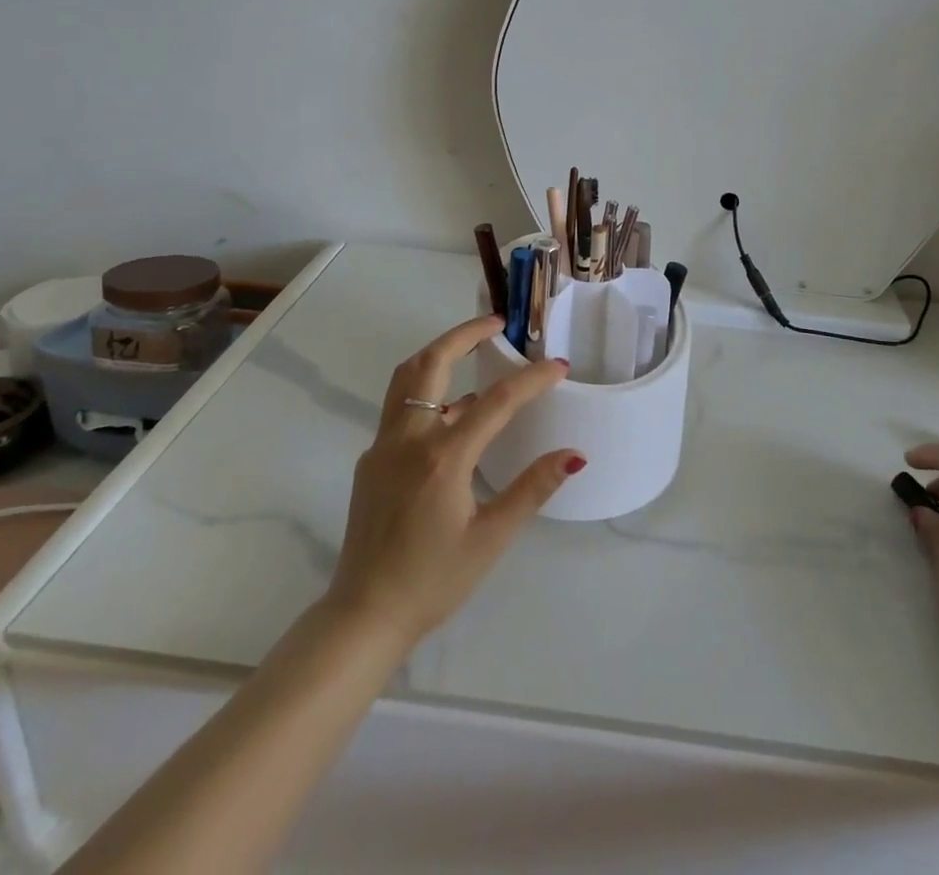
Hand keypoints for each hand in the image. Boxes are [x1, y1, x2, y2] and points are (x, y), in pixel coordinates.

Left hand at [323, 316, 584, 650]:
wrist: (364, 615)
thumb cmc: (433, 581)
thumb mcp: (490, 539)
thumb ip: (532, 489)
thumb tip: (574, 455)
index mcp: (442, 458)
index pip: (496, 402)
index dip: (532, 379)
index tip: (559, 365)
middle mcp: (408, 439)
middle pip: (431, 362)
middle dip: (464, 333)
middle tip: (497, 323)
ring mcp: (383, 447)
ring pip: (407, 379)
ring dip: (439, 355)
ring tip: (474, 352)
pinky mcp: (371, 460)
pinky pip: (402, 410)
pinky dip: (429, 393)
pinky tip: (454, 414)